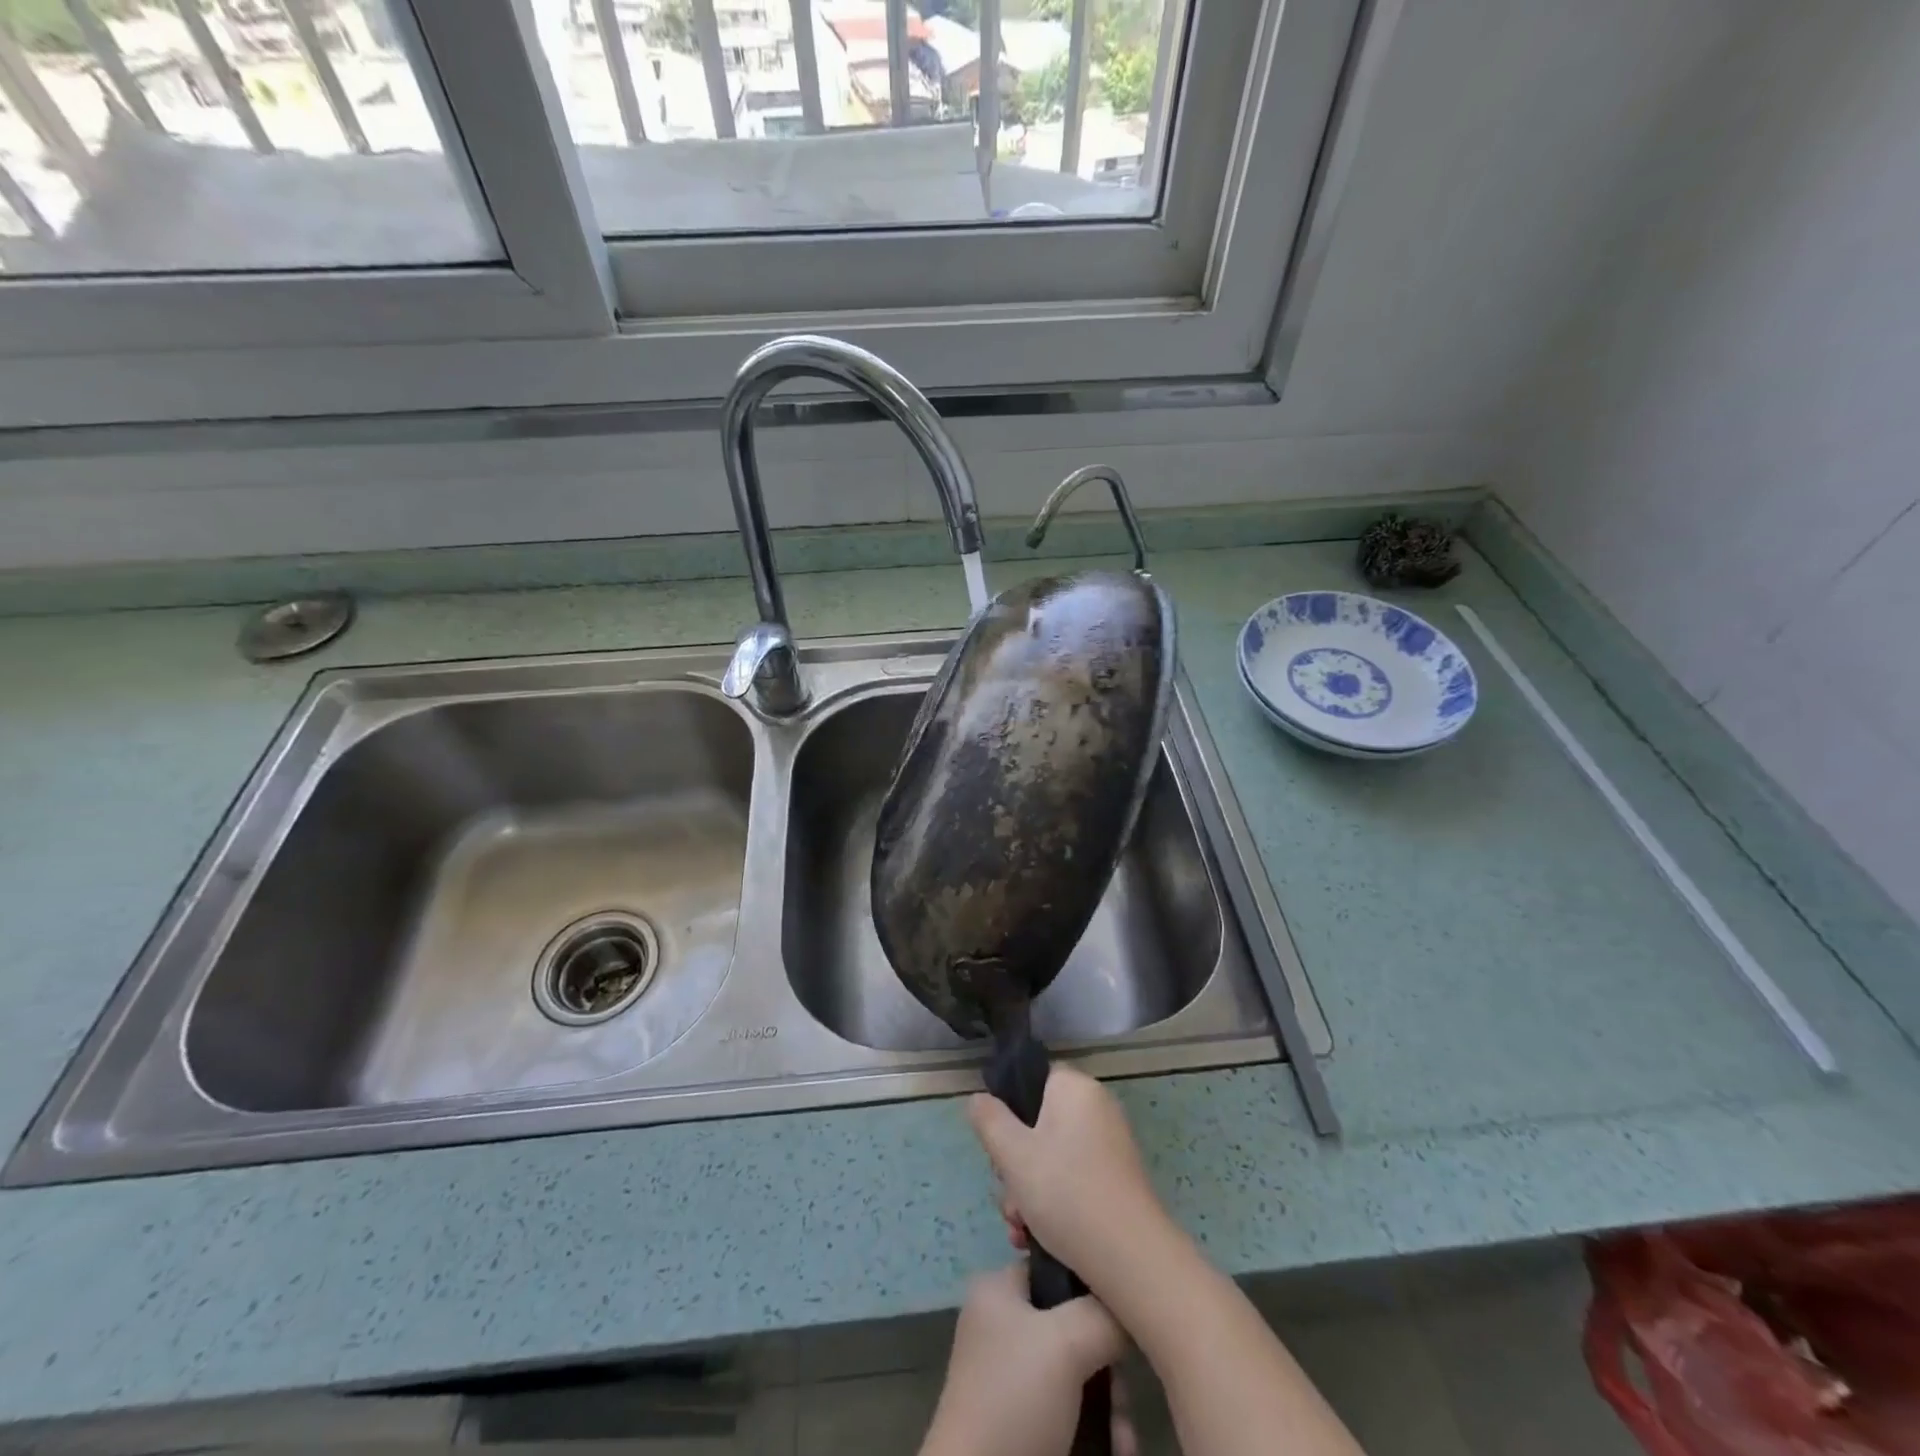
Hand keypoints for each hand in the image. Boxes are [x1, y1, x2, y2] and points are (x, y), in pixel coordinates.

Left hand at [921, 1264, 1123, 1455]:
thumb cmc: (1015, 1398)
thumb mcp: (1065, 1341)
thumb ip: (1103, 1313)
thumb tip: (1128, 1312)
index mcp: (998, 1292)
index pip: (1053, 1265)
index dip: (1091, 1281)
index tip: (1124, 1307)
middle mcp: (1005, 1329)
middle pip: (1074, 1326)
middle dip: (1109, 1360)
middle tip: (1126, 1384)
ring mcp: (1015, 1381)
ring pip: (1080, 1376)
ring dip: (1112, 1403)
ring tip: (1126, 1433)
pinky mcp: (1028, 1426)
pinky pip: (1074, 1414)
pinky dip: (1101, 1430)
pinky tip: (1121, 1448)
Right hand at [966, 1067, 1169, 1295]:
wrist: (1131, 1257)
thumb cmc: (1066, 1192)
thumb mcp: (1012, 1154)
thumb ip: (989, 1120)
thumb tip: (978, 1099)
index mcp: (1075, 1087)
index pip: (1033, 1079)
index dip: (1009, 1110)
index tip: (998, 1148)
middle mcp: (1096, 1107)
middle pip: (1038, 1123)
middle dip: (1015, 1164)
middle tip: (1010, 1198)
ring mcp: (1110, 1144)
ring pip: (1051, 1156)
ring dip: (1028, 1191)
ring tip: (1021, 1229)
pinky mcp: (1116, 1179)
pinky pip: (1073, 1177)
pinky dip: (1054, 1202)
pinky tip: (1038, 1238)